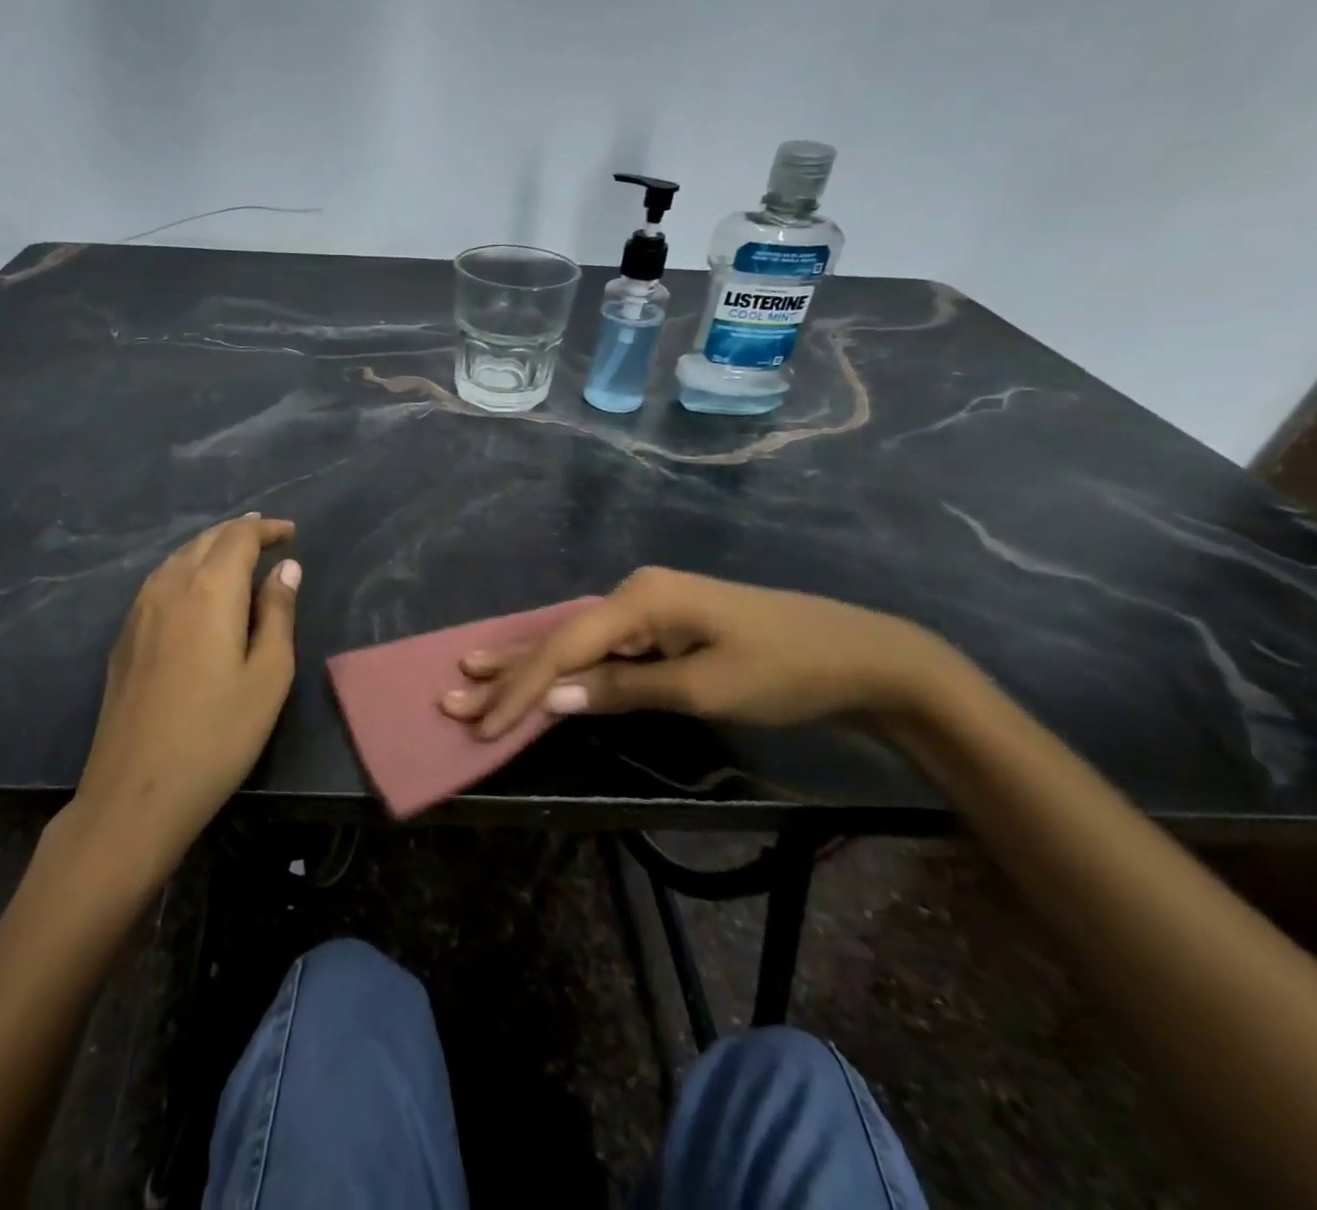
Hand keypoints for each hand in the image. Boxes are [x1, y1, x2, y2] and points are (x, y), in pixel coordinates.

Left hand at [72, 514, 300, 866]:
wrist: (136, 793)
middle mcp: (168, 587)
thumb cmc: (217, 735)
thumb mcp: (269, 676)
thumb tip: (286, 568)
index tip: (291, 533)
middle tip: (268, 537)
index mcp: (209, 590)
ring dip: (210, 548)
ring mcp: (138, 612)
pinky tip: (196, 590)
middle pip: (205, 540)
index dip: (266, 528)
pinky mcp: (124, 637)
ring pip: (178, 558)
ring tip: (236, 556)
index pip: (238, 537)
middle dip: (238, 532)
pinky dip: (186, 570)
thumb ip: (278, 613)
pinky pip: (160, 582)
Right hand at [441, 566, 955, 739]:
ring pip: (575, 639)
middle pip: (560, 637)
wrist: (862, 654)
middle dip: (508, 670)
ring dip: (528, 664)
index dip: (522, 688)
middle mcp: (634, 592)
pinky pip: (601, 645)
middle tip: (454, 692)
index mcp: (642, 598)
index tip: (484, 724)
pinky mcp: (660, 623)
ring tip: (474, 671)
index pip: (566, 648)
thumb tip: (553, 697)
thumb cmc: (785, 671)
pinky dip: (566, 664)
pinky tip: (533, 666)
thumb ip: (623, 688)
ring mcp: (647, 605)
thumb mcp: (703, 688)